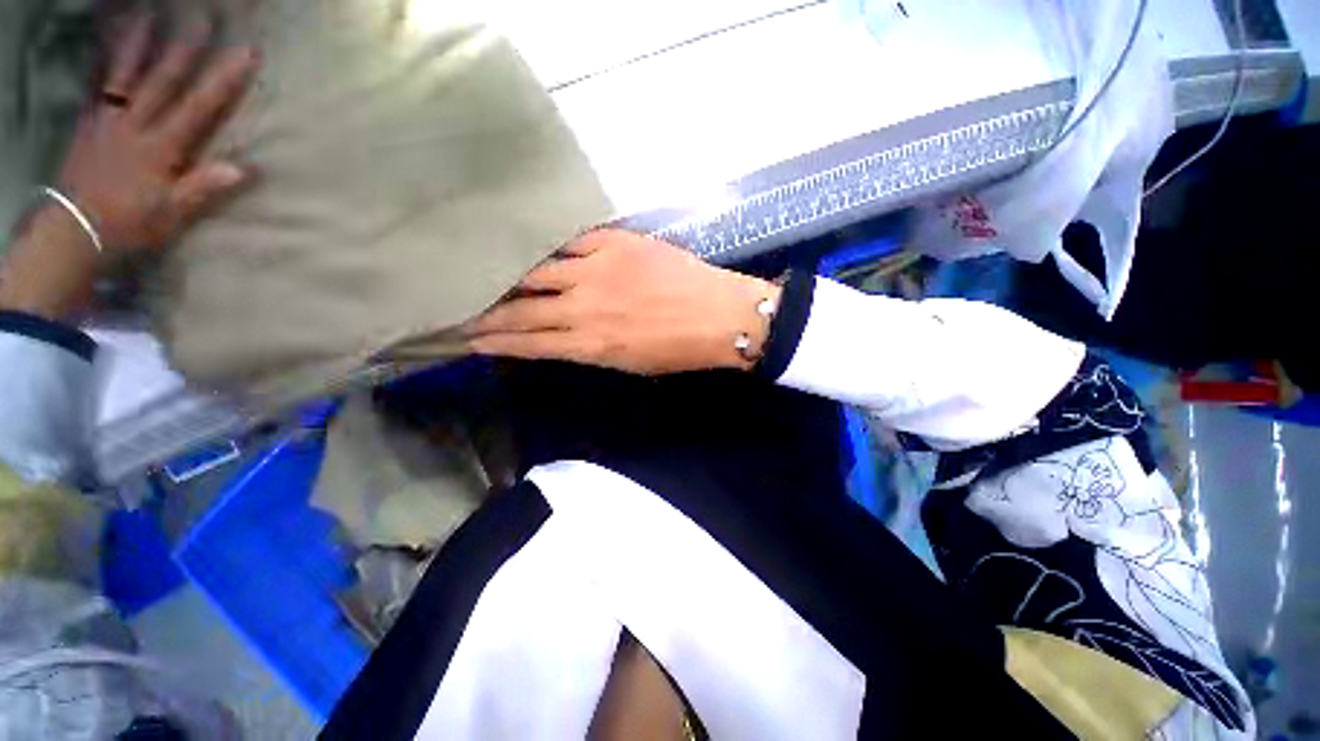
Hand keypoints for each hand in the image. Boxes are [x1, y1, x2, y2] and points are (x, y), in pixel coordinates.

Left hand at [58, 13, 258, 253]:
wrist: (74, 230)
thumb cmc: (130, 223)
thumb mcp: (172, 213)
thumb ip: (204, 188)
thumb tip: (245, 169)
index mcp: (161, 145)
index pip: (199, 105)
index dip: (224, 78)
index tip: (246, 53)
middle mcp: (135, 124)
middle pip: (162, 79)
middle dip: (184, 48)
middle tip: (201, 18)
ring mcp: (109, 122)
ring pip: (124, 75)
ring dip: (136, 45)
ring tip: (146, 17)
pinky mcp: (89, 127)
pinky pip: (99, 90)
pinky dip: (105, 69)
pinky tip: (110, 56)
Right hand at [465, 230, 780, 375]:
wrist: (719, 316)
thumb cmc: (678, 349)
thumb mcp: (628, 362)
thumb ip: (589, 348)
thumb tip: (558, 337)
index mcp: (590, 345)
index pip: (528, 343)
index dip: (494, 342)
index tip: (468, 339)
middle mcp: (583, 308)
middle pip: (521, 309)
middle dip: (487, 312)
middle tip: (459, 308)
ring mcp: (597, 270)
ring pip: (536, 271)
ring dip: (506, 275)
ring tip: (481, 272)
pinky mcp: (614, 243)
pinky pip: (568, 241)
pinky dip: (548, 246)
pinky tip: (530, 244)